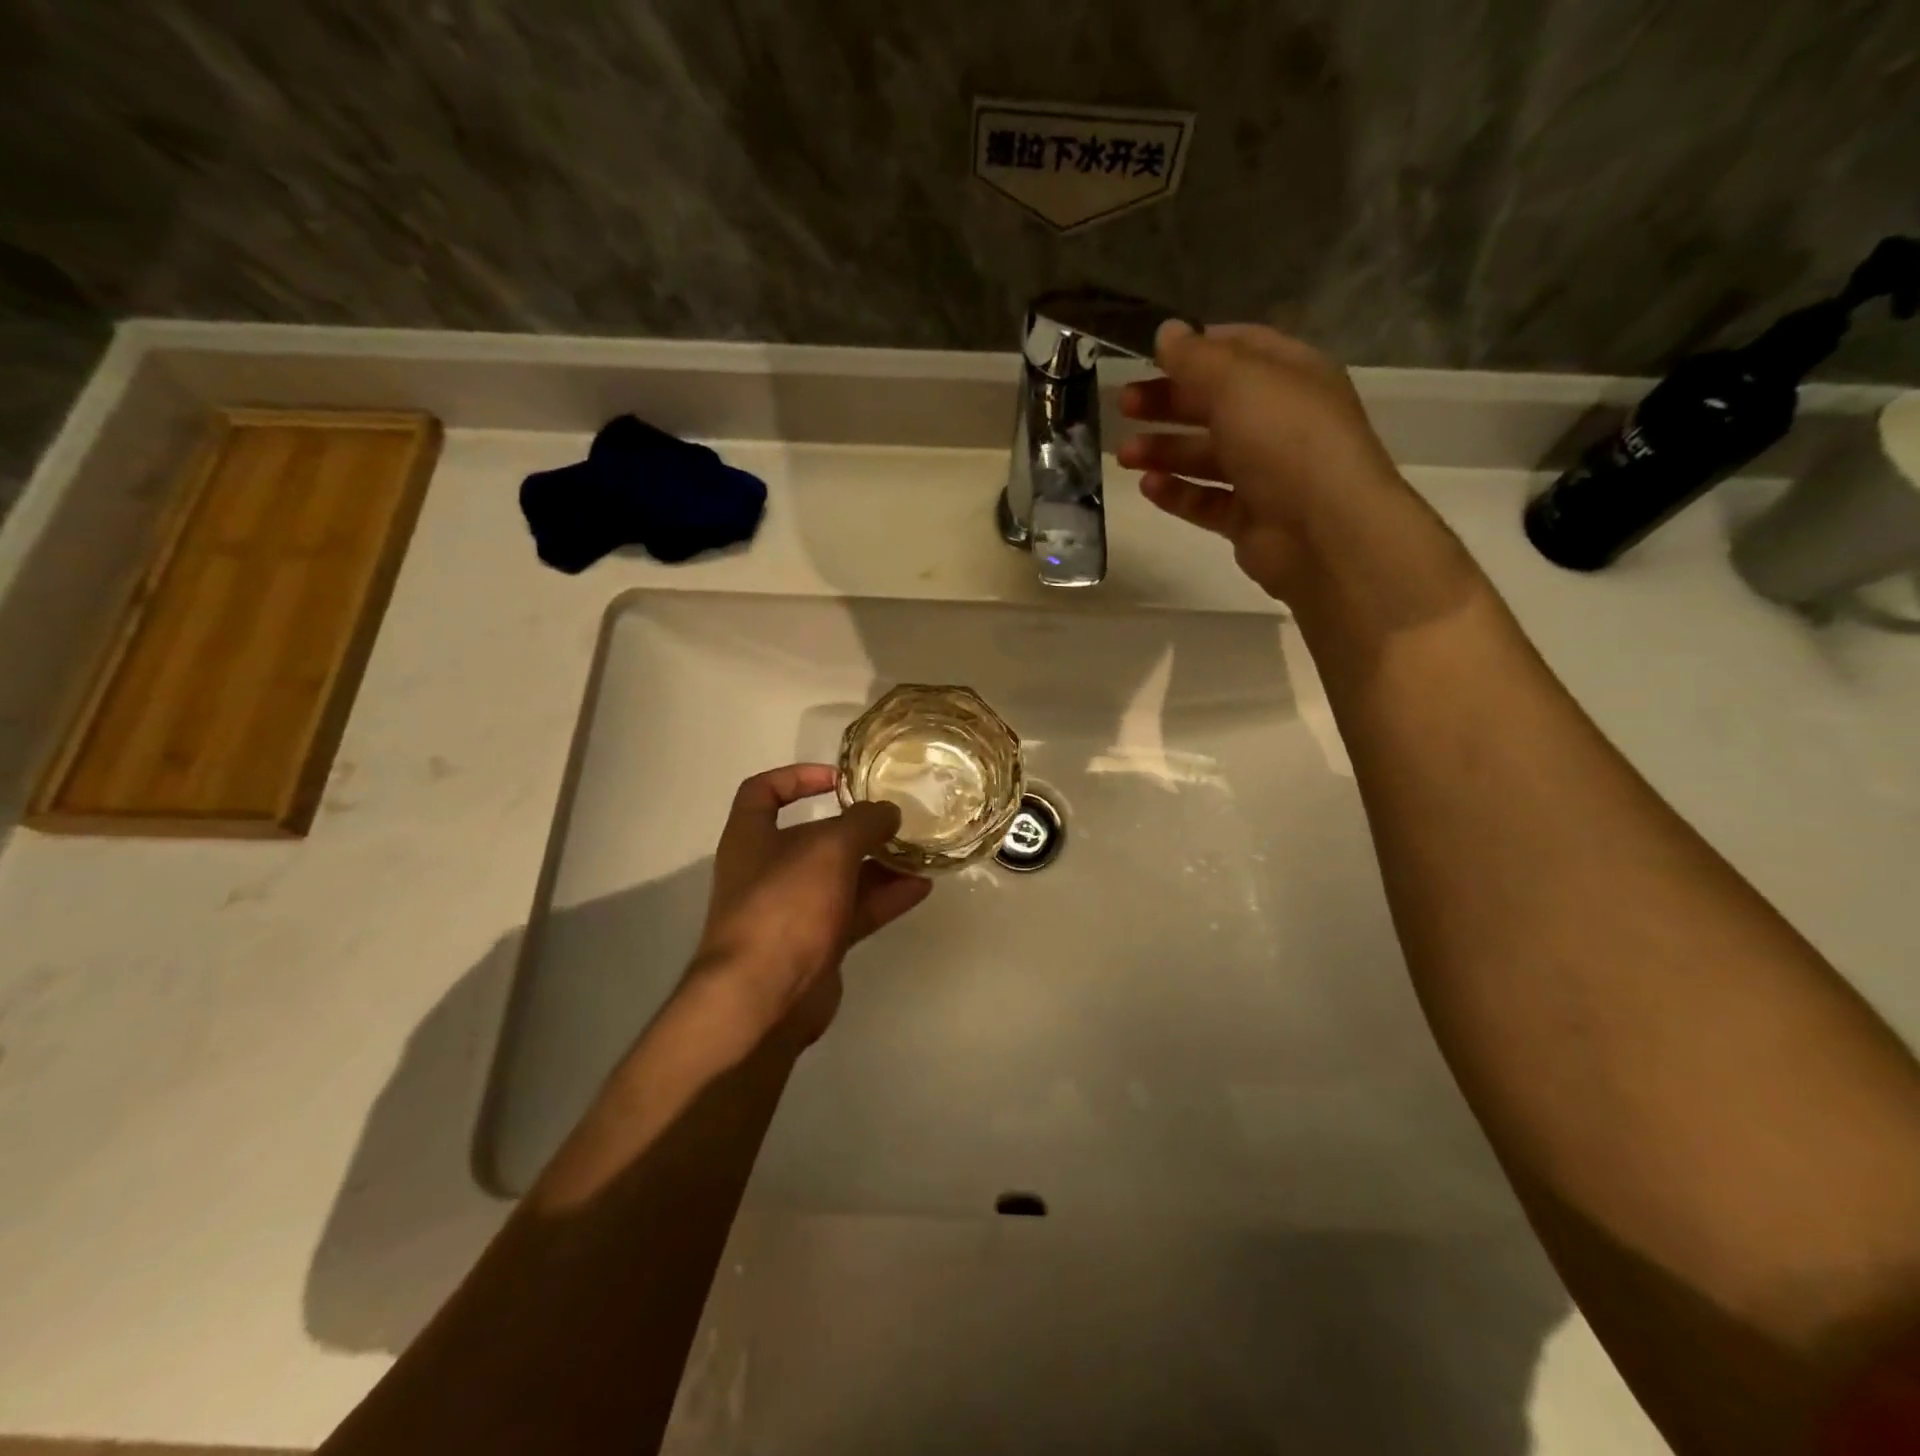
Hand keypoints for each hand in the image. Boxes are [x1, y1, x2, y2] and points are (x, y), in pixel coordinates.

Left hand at [685, 764, 932, 1046]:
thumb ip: (863, 823)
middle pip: (814, 837)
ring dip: (879, 864)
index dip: (798, 777)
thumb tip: (887, 812)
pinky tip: (920, 888)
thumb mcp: (829, 849)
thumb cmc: (785, 905)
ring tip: (919, 852)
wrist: (762, 998)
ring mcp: (793, 910)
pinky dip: (885, 898)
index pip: (763, 791)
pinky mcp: (816, 944)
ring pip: (841, 877)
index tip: (840, 779)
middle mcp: (769, 870)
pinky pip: (855, 911)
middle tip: (896, 819)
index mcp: (752, 837)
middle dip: (856, 828)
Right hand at [1117, 322, 1436, 602]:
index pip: (1240, 349)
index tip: (1149, 356)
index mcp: (1290, 376)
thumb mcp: (1239, 382)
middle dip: (1168, 402)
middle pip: (1215, 404)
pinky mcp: (1249, 519)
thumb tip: (1166, 332)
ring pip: (1206, 456)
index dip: (1196, 348)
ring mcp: (1265, 474)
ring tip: (1125, 454)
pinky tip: (1147, 487)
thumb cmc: (1286, 441)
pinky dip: (1177, 493)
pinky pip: (1205, 501)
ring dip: (1164, 450)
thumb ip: (1197, 358)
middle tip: (1123, 405)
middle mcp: (1279, 422)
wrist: (1324, 531)